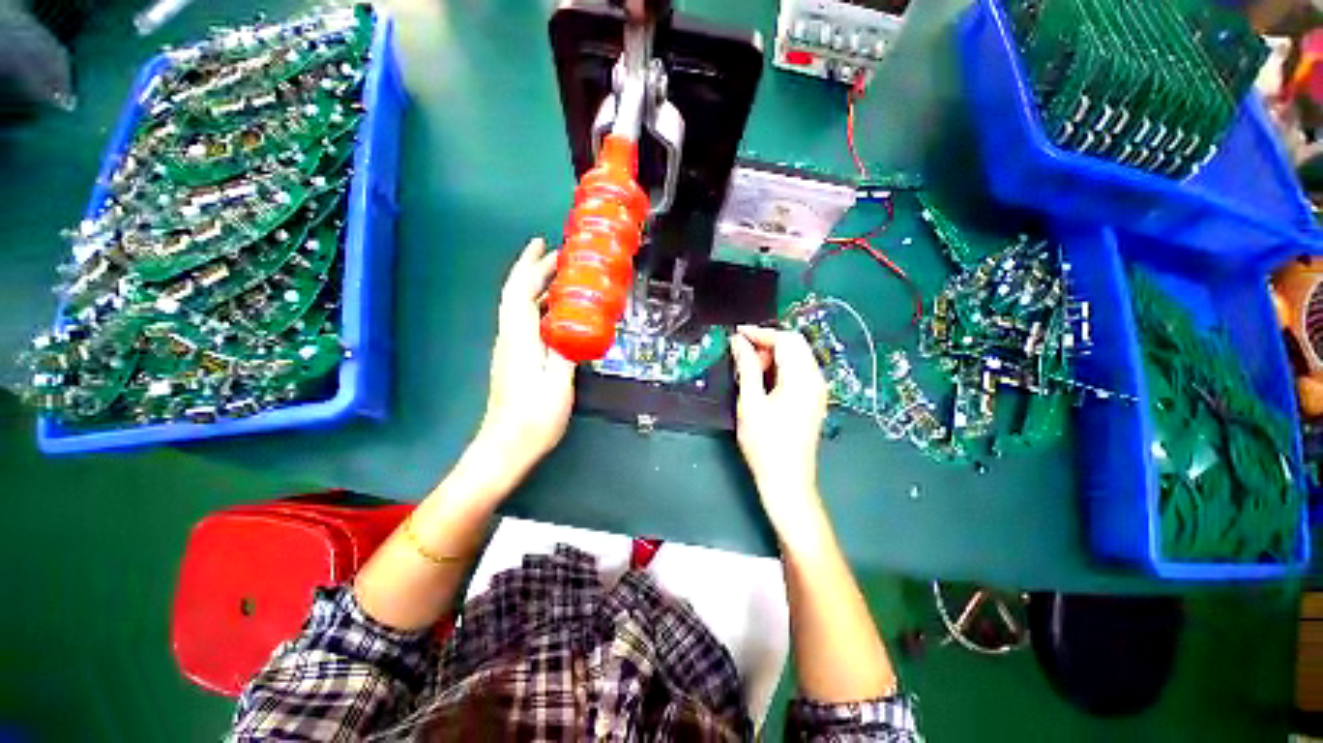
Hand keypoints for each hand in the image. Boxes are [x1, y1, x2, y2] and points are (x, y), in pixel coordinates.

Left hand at [471, 238, 575, 485]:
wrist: (505, 447)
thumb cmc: (533, 418)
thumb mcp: (558, 384)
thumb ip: (566, 352)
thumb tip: (576, 328)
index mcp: (519, 339)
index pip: (520, 292)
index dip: (531, 266)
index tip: (545, 245)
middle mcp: (509, 339)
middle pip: (515, 295)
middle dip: (532, 270)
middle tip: (556, 256)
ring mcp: (510, 350)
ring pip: (519, 308)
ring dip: (536, 288)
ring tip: (561, 280)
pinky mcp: (514, 361)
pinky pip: (526, 324)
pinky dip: (540, 309)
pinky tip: (557, 315)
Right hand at [729, 325, 829, 530]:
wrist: (788, 481)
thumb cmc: (765, 443)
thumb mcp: (751, 402)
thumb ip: (747, 367)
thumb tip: (739, 341)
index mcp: (802, 378)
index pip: (785, 340)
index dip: (760, 333)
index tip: (736, 334)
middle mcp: (815, 379)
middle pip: (795, 345)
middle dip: (767, 342)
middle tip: (742, 352)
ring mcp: (817, 391)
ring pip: (797, 358)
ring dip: (773, 355)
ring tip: (749, 367)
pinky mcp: (813, 401)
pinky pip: (798, 372)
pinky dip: (780, 368)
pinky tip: (763, 379)